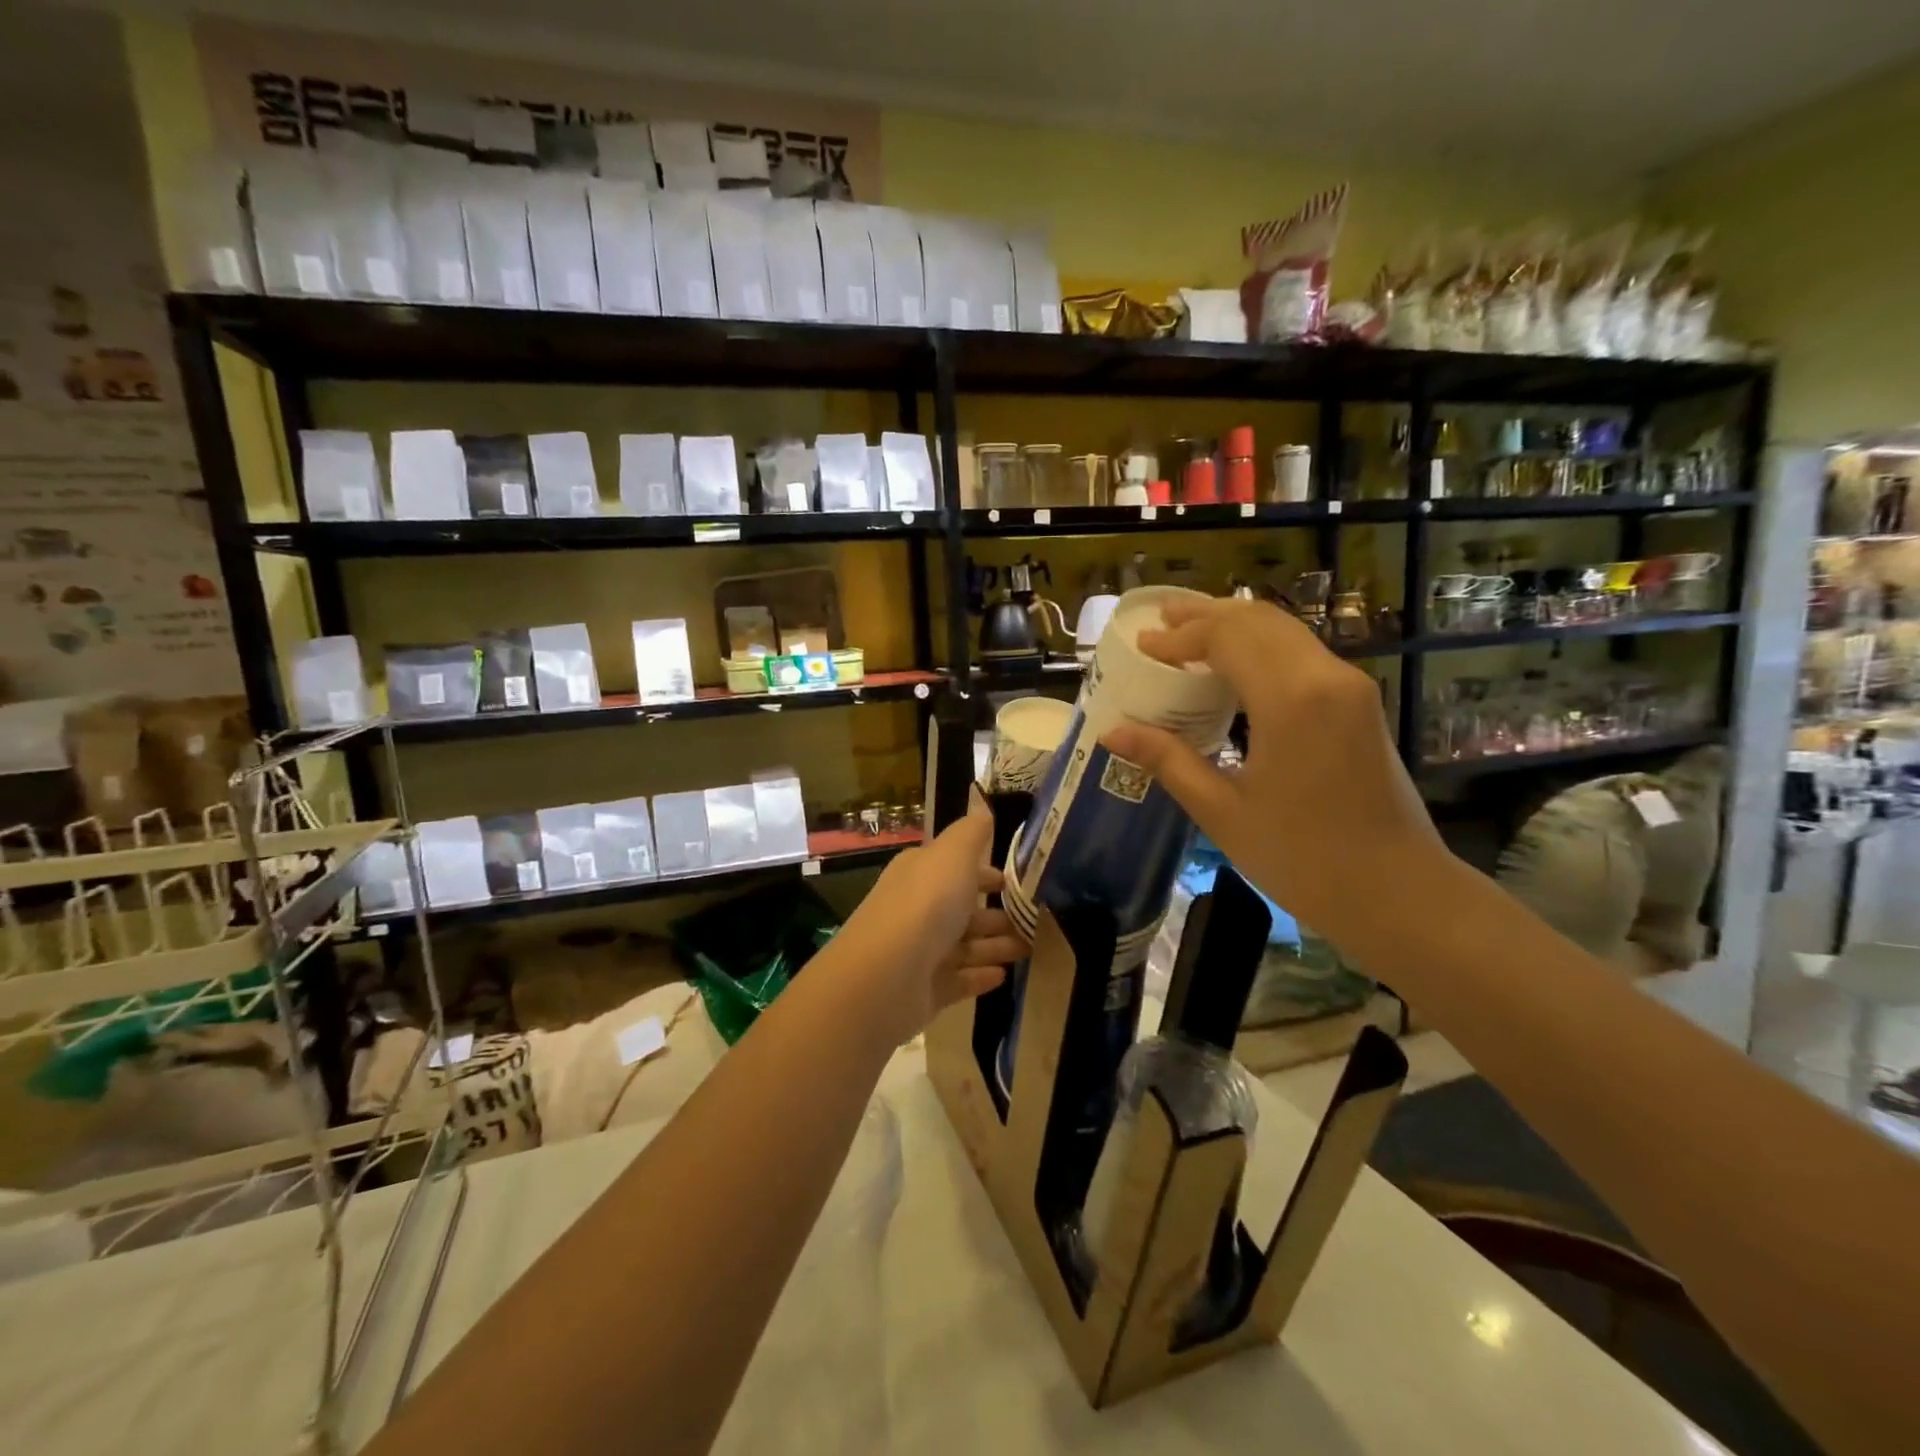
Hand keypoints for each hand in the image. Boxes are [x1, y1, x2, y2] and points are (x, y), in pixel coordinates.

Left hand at [836, 794, 1027, 1041]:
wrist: (886, 975)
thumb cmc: (926, 905)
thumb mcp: (952, 855)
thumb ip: (971, 833)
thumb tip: (982, 809)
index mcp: (921, 873)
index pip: (956, 868)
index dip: (986, 873)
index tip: (1018, 882)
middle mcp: (918, 909)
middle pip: (963, 909)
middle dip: (996, 912)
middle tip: (1035, 919)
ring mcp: (921, 951)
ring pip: (965, 945)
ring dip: (996, 944)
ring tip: (1030, 948)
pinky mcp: (926, 989)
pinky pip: (959, 979)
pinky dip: (980, 976)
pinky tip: (1004, 975)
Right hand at [1100, 595, 1438, 943]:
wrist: (1397, 891)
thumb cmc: (1302, 858)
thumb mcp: (1222, 811)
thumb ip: (1168, 760)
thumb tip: (1113, 731)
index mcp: (1290, 700)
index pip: (1226, 638)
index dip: (1179, 636)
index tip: (1141, 644)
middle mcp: (1325, 676)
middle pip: (1257, 620)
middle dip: (1205, 614)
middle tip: (1160, 618)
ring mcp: (1349, 685)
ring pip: (1284, 630)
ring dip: (1234, 624)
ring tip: (1189, 629)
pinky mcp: (1358, 701)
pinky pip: (1301, 652)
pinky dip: (1260, 645)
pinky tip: (1232, 664)